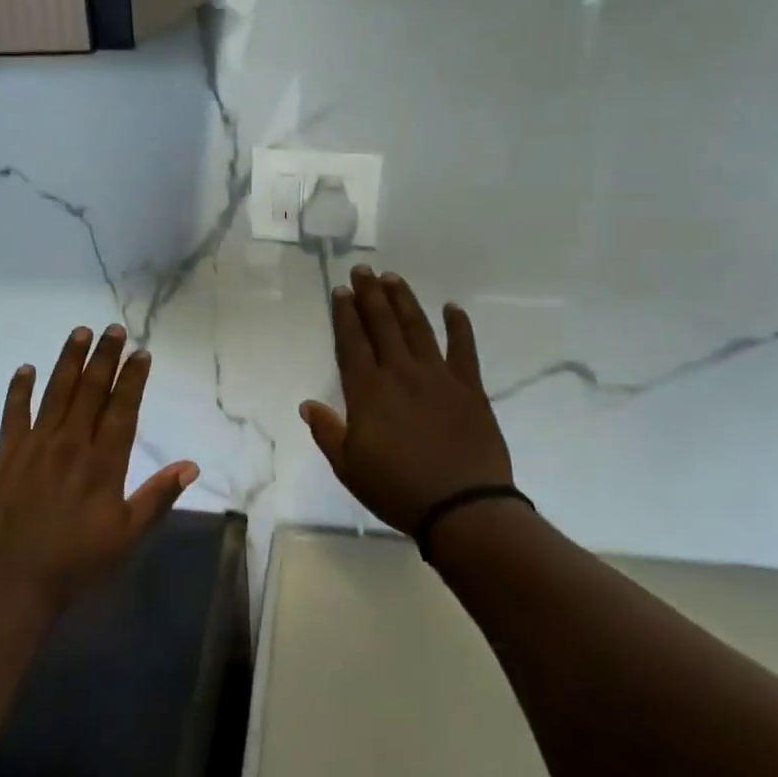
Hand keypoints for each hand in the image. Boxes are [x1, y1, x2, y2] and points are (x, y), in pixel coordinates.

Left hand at [0, 325, 198, 617]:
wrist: (10, 585)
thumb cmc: (75, 564)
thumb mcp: (127, 536)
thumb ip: (158, 497)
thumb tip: (191, 465)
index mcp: (103, 462)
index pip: (122, 408)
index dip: (133, 379)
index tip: (141, 353)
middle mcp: (71, 444)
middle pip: (90, 390)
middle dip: (105, 357)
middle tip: (113, 329)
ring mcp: (36, 446)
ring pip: (56, 392)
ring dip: (69, 360)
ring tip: (79, 332)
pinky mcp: (7, 455)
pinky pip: (14, 413)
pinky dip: (19, 389)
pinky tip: (26, 368)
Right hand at [300, 268, 513, 534]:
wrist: (463, 507)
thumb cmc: (397, 489)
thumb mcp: (349, 467)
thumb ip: (327, 432)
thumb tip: (307, 404)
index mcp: (368, 391)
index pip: (353, 342)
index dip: (345, 315)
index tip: (341, 291)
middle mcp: (401, 373)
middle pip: (383, 324)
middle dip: (370, 295)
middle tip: (363, 270)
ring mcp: (438, 376)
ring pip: (418, 327)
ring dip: (404, 300)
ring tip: (393, 278)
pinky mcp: (470, 387)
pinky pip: (464, 348)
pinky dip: (459, 326)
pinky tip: (452, 308)